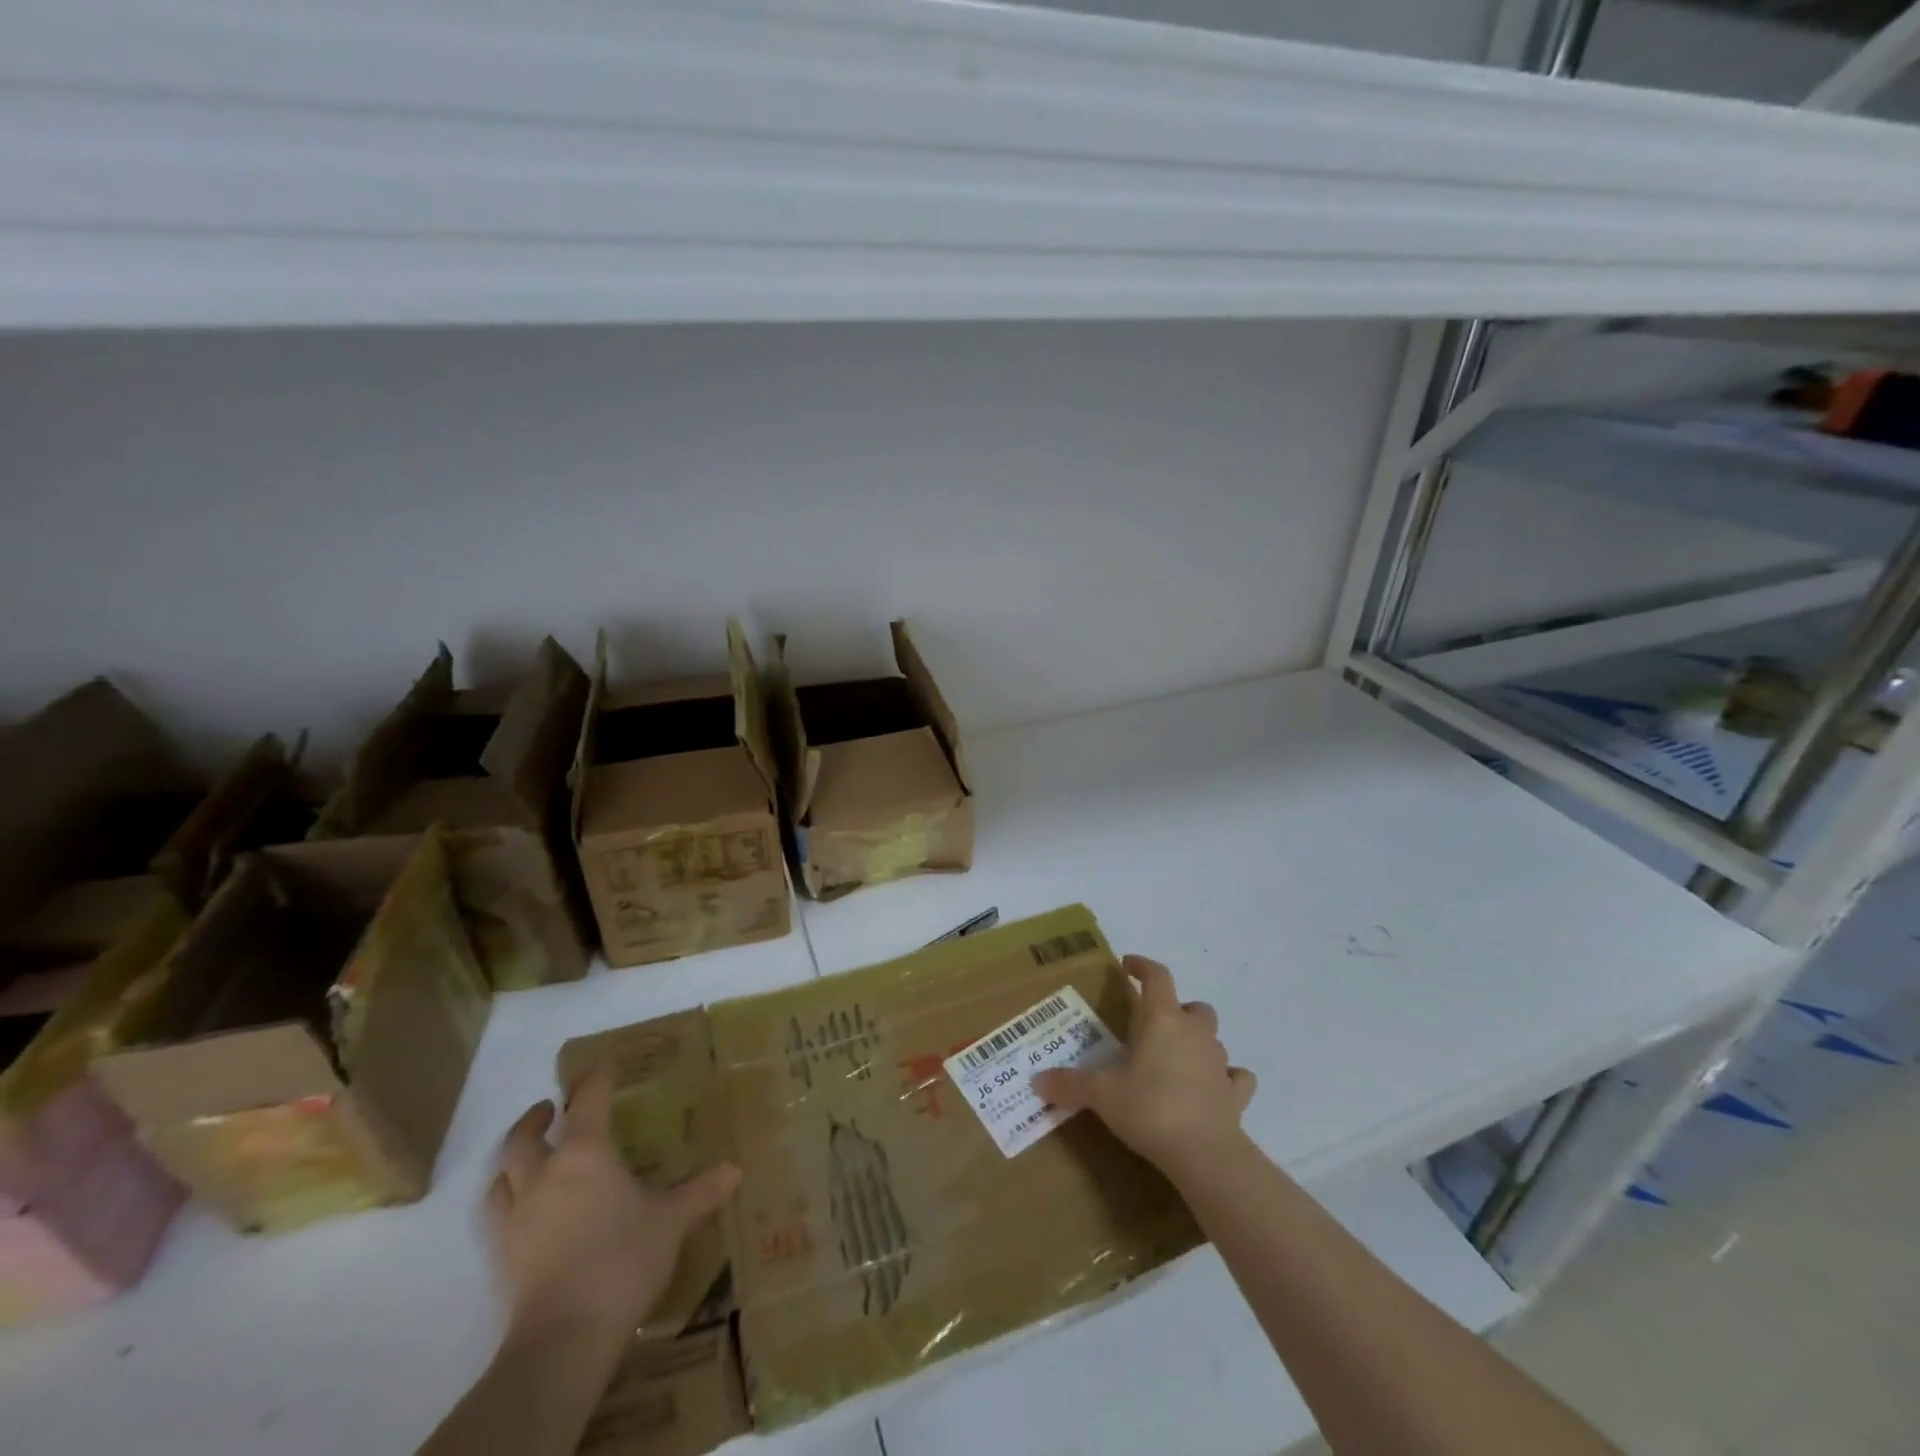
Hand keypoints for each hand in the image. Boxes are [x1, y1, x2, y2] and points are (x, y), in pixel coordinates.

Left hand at [486, 1065, 740, 1344]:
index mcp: (587, 1153)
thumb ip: (701, 1192)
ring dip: (514, 1156)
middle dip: (538, 1117)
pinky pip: (495, 1213)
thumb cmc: (623, 1260)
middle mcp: (546, 1174)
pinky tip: (518, 1207)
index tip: (606, 1064)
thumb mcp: (672, 1221)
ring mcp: (518, 1214)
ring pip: (502, 1173)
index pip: (589, 1100)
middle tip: (551, 1108)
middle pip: (526, 1135)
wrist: (565, 1336)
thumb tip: (735, 1170)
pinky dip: (504, 1198)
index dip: (598, 1077)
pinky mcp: (502, 1253)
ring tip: (527, 1154)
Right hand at [1032, 955, 1255, 1182]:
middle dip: (1176, 1010)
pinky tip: (1213, 1088)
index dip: (1143, 966)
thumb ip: (1069, 1084)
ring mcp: (1219, 1061)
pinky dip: (1226, 1078)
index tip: (1128, 966)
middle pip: (1193, 1006)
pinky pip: (1235, 1077)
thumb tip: (1036, 1081)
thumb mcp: (1101, 1095)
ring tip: (1176, 1060)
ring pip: (1213, 1038)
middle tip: (1154, 1027)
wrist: (1204, 1153)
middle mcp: (1194, 1032)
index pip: (1157, 976)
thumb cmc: (1149, 1108)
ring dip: (1197, 1042)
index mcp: (1161, 1019)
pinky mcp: (1235, 1093)